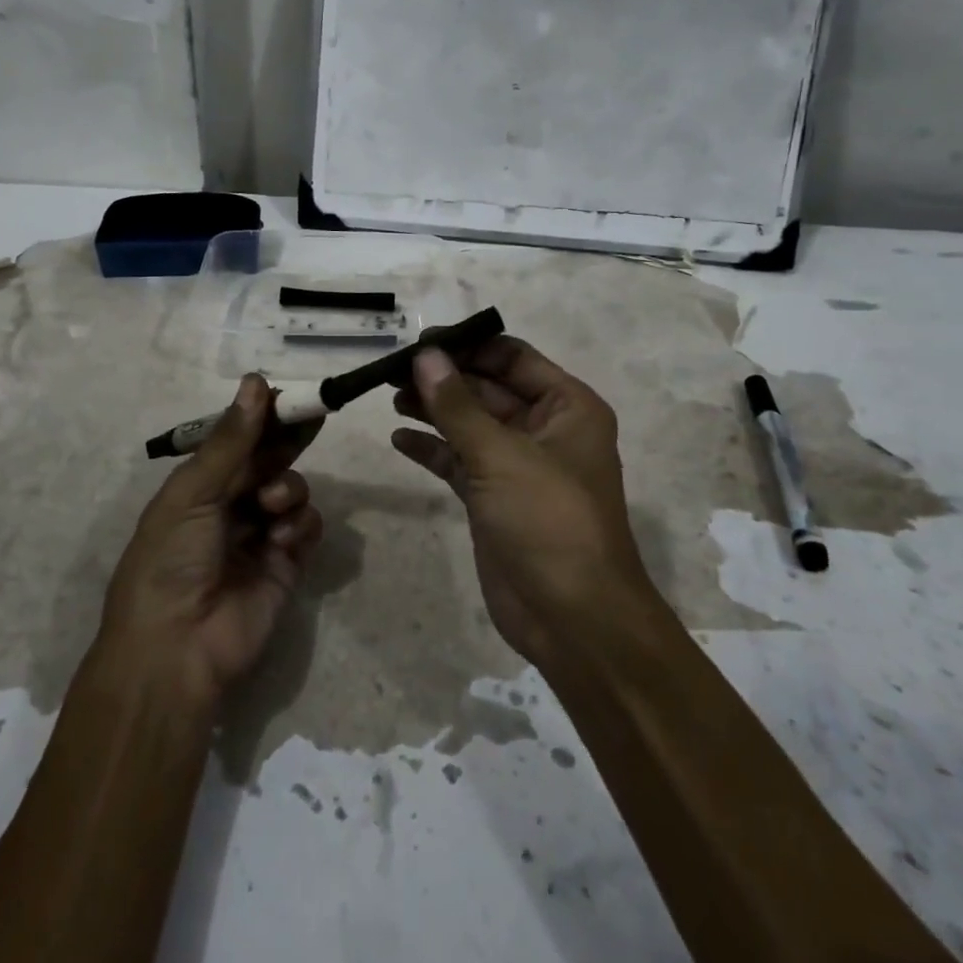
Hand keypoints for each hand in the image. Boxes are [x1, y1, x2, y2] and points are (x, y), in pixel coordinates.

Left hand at [97, 375, 323, 709]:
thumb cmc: (170, 560)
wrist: (176, 650)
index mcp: (198, 486)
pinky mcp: (286, 564)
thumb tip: (255, 381)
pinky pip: (307, 527)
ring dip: (288, 489)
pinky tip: (282, 538)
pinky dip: (301, 525)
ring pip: (292, 490)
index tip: (290, 395)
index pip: (238, 440)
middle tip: (316, 416)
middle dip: (289, 441)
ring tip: (271, 506)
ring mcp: (260, 535)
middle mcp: (230, 506)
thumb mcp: (192, 493)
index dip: (263, 417)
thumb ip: (231, 441)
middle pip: (270, 461)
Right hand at [392, 337, 651, 663]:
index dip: (467, 346)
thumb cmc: (549, 521)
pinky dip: (432, 449)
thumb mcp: (501, 455)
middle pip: (487, 388)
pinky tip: (399, 438)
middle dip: (444, 379)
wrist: (572, 619)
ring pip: (470, 424)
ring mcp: (518, 465)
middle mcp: (545, 429)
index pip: (512, 358)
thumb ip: (457, 405)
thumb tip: (424, 356)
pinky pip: (459, 461)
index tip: (419, 342)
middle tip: (392, 371)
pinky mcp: (494, 498)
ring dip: (433, 409)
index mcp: (567, 407)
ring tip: (390, 396)